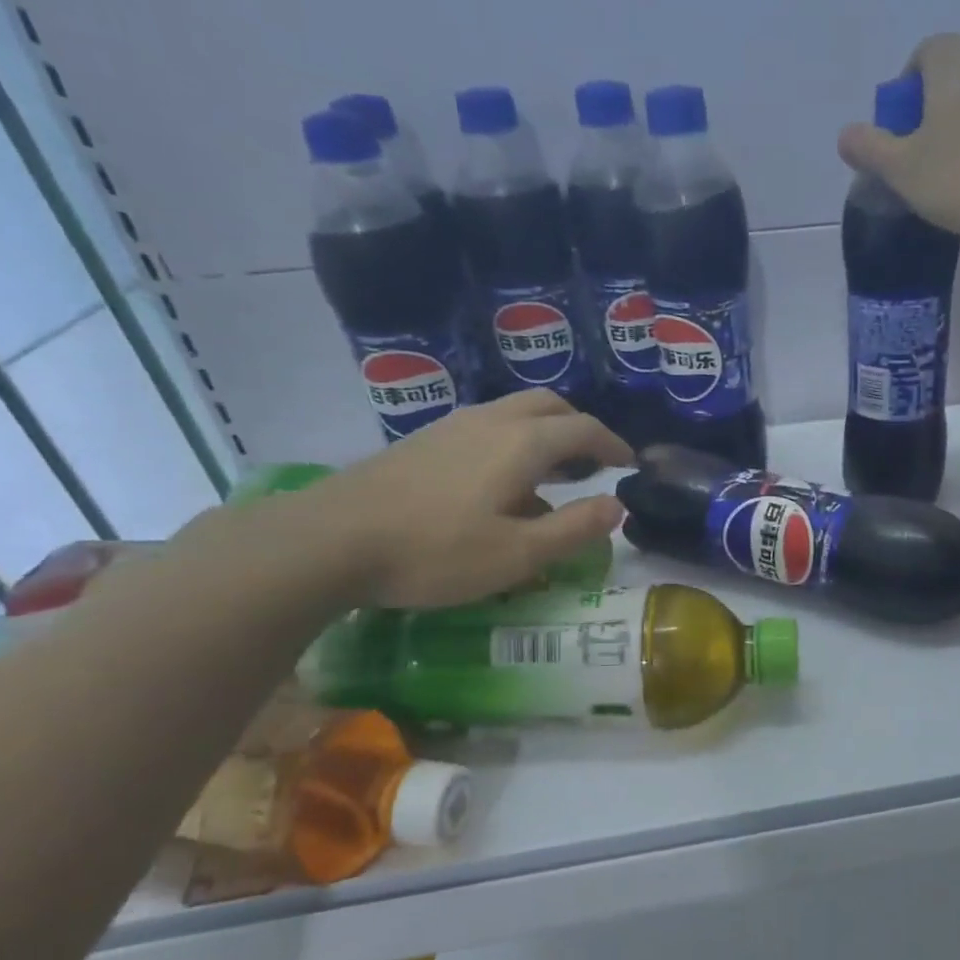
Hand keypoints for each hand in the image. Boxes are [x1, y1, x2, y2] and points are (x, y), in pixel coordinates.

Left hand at [305, 390, 630, 607]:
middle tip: (594, 462)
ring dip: (545, 434)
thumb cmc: (436, 551)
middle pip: (549, 406)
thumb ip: (575, 528)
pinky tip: (498, 485)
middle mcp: (491, 421)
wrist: (331, 540)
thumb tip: (617, 505)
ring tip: (551, 475)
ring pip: (514, 413)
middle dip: (580, 428)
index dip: (613, 444)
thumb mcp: (519, 554)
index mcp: (523, 443)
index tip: (629, 464)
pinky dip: (512, 442)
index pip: (584, 429)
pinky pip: (485, 428)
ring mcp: (451, 426)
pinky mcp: (422, 442)